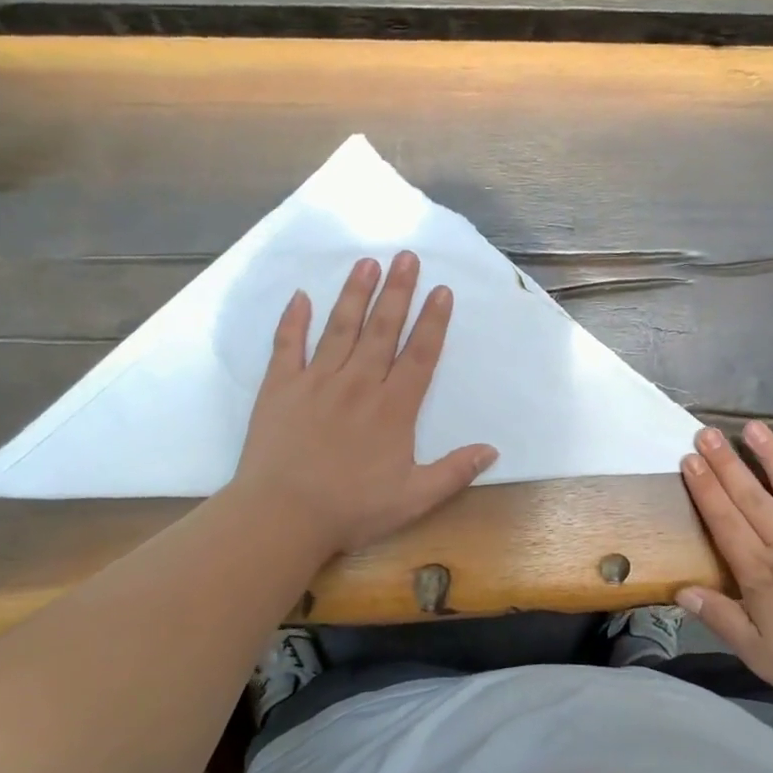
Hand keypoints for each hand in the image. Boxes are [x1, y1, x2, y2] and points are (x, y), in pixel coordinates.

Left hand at [230, 252, 497, 557]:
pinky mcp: (280, 388)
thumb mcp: (414, 499)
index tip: (441, 290)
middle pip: (382, 329)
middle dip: (397, 291)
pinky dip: (293, 320)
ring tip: (366, 263)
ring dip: (354, 294)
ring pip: (340, 328)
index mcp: (393, 408)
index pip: (419, 355)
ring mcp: (316, 381)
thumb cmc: (352, 509)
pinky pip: (287, 346)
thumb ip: (454, 472)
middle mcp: (358, 384)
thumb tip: (492, 450)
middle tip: (406, 256)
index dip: (433, 321)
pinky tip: (300, 296)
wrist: (282, 516)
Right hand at [677, 422, 772, 718]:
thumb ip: (721, 619)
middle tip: (707, 433)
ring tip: (754, 427)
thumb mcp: (760, 655)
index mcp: (762, 573)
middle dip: (727, 464)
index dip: (705, 490)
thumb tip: (681, 590)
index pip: (725, 523)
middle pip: (752, 498)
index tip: (689, 460)